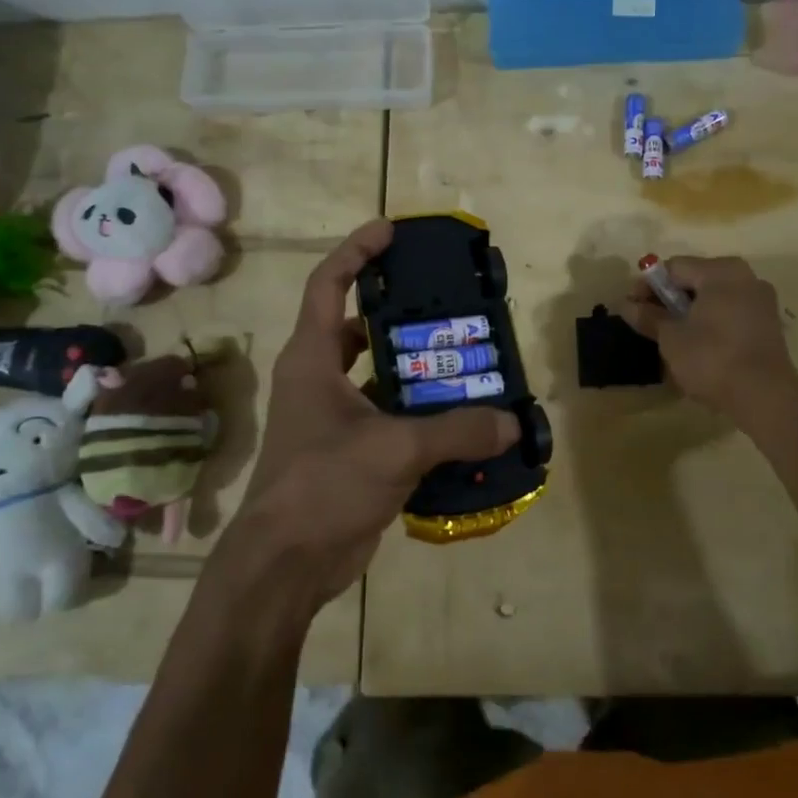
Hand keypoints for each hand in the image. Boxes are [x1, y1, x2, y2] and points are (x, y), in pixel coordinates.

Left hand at [242, 219, 520, 602]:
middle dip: (402, 314)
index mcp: (313, 359)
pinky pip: (393, 418)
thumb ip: (456, 431)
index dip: (356, 252)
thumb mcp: (394, 449)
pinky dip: (424, 416)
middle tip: (450, 306)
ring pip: (381, 376)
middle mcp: (320, 379)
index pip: (328, 284)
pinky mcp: (353, 451)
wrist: (286, 565)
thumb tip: (511, 422)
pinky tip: (464, 420)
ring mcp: (335, 418)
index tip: (391, 231)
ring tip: (468, 360)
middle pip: (360, 327)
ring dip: (419, 370)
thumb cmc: (323, 486)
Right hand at [623, 255, 797, 415]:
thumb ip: (648, 317)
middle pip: (695, 280)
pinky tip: (697, 345)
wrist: (764, 396)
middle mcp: (745, 277)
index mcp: (721, 271)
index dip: (647, 285)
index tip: (631, 307)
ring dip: (688, 312)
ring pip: (713, 298)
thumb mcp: (671, 338)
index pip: (674, 267)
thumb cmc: (711, 358)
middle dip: (668, 299)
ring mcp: (760, 300)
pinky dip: (710, 323)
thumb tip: (626, 305)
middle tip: (647, 322)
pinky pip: (730, 313)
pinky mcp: (768, 324)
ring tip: (669, 336)